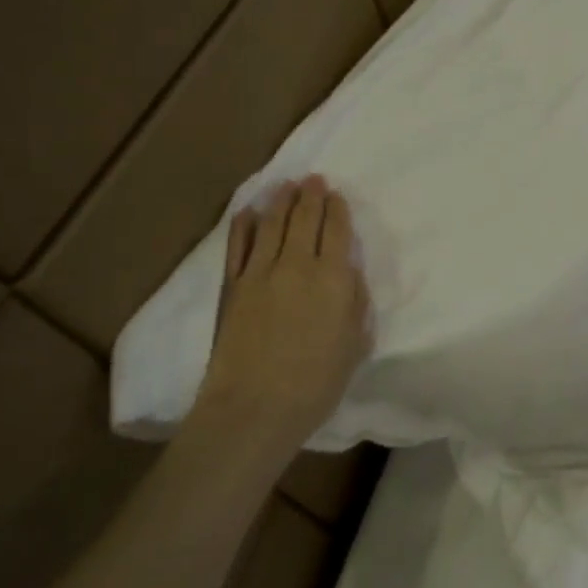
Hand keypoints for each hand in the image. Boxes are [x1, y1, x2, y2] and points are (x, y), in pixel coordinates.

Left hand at [196, 175, 371, 439]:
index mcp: (333, 277)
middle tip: (313, 179)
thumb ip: (356, 303)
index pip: (337, 230)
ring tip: (286, 185)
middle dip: (311, 195)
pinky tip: (248, 212)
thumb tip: (349, 274)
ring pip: (272, 224)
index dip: (338, 208)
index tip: (337, 195)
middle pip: (304, 218)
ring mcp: (259, 272)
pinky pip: (237, 246)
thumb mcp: (355, 344)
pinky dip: (244, 225)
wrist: (254, 408)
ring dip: (281, 201)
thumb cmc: (316, 383)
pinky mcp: (232, 287)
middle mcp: (297, 264)